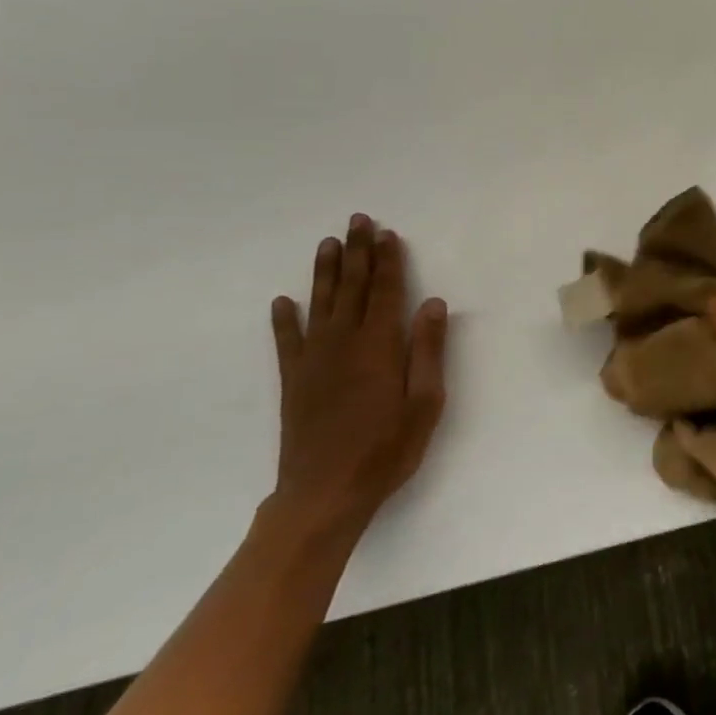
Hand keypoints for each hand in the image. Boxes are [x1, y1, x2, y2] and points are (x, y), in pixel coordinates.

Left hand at [267, 214, 447, 539]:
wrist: (324, 494)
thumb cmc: (386, 449)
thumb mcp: (425, 402)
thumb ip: (427, 350)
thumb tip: (432, 303)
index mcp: (379, 346)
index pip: (386, 291)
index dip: (388, 261)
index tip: (388, 233)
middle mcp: (343, 343)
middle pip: (352, 288)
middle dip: (357, 252)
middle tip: (357, 220)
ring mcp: (314, 361)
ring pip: (320, 304)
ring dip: (325, 272)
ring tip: (328, 243)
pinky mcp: (294, 381)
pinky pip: (287, 341)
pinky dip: (284, 319)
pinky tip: (283, 301)